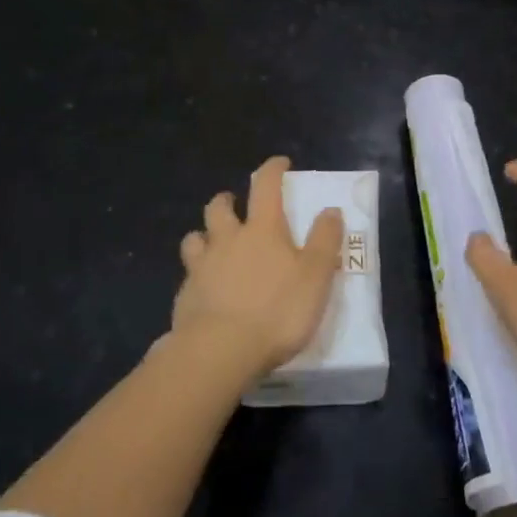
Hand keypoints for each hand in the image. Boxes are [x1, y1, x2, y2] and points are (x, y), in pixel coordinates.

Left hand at [171, 156, 343, 380]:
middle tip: (235, 205)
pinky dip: (197, 274)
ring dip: (204, 235)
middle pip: (219, 207)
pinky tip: (205, 289)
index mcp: (262, 229)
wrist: (220, 352)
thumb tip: (331, 210)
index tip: (280, 164)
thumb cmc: (277, 310)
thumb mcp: (316, 276)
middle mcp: (228, 239)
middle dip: (227, 200)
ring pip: (195, 238)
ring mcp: (201, 267)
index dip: (273, 169)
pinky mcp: (185, 296)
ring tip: (213, 245)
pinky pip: (188, 274)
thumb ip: (325, 240)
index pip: (265, 185)